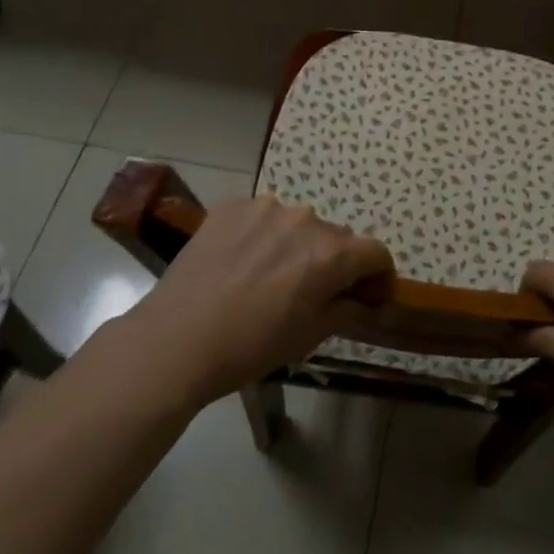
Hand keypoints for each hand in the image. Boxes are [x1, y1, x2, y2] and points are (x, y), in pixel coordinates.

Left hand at [124, 195, 392, 408]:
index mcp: (331, 255)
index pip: (376, 252)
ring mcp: (267, 208)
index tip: (369, 296)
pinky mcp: (233, 206)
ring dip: (296, 245)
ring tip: (269, 275)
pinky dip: (262, 235)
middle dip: (334, 262)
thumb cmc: (249, 348)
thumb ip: (344, 308)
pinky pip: (262, 217)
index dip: (379, 275)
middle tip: (313, 291)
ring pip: (298, 224)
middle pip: (337, 237)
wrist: (174, 341)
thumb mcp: (308, 338)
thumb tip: (361, 297)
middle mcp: (306, 221)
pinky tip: (241, 262)